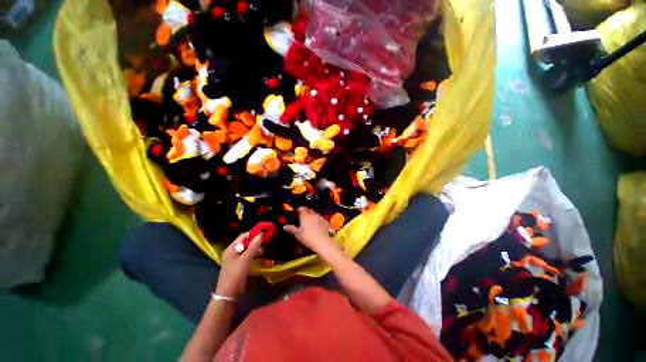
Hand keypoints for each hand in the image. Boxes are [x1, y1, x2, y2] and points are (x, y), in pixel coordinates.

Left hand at [215, 232, 262, 298]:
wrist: (228, 294)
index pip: (243, 236)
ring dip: (255, 247)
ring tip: (264, 249)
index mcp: (231, 248)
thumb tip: (261, 235)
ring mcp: (236, 258)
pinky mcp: (239, 265)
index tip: (264, 232)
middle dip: (255, 240)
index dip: (253, 233)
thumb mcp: (245, 260)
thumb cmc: (235, 275)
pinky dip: (254, 254)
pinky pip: (247, 255)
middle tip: (266, 241)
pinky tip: (260, 255)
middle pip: (245, 242)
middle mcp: (233, 251)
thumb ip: (253, 247)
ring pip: (247, 249)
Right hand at [284, 207, 339, 256]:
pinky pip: (321, 218)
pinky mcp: (325, 221)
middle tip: (304, 217)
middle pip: (309, 210)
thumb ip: (291, 229)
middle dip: (307, 212)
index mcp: (305, 216)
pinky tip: (318, 226)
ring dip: (313, 216)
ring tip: (311, 222)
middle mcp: (313, 214)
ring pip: (316, 214)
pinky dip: (319, 220)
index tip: (298, 212)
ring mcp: (320, 217)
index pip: (302, 208)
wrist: (321, 241)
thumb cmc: (307, 237)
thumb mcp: (297, 234)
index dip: (300, 209)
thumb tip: (284, 226)